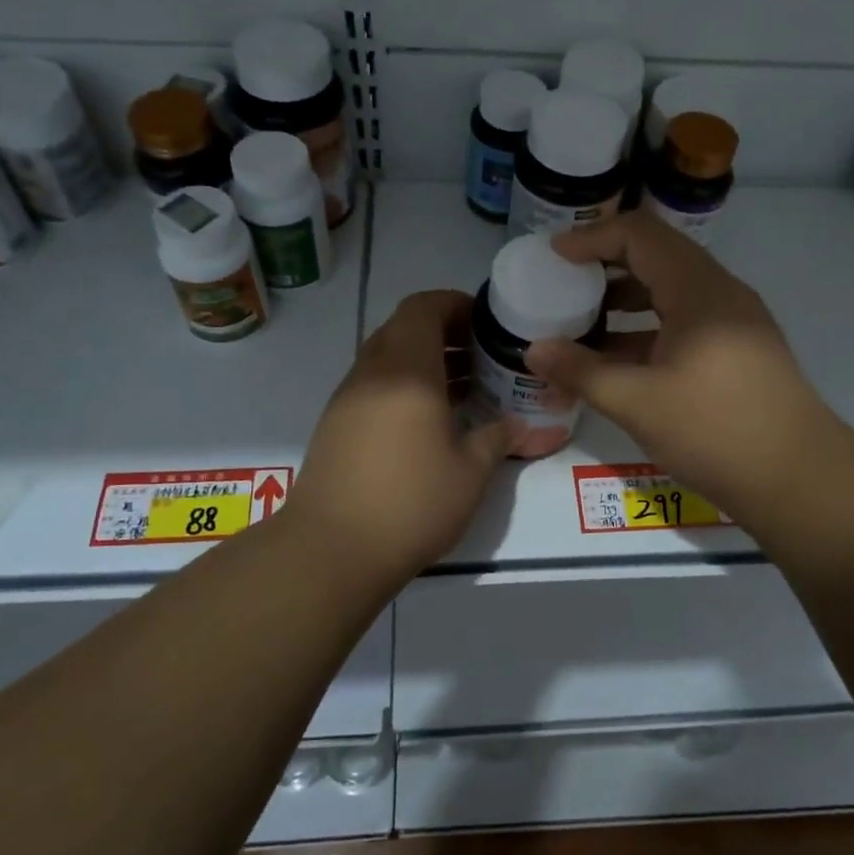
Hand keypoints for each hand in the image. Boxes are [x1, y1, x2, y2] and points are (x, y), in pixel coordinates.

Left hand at [287, 290, 511, 585]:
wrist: (331, 550)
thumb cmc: (410, 503)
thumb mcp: (470, 472)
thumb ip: (498, 438)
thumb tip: (522, 425)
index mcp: (406, 370)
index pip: (423, 307)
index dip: (455, 304)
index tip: (486, 322)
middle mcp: (372, 373)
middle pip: (404, 328)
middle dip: (444, 333)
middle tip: (481, 356)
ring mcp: (347, 398)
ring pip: (386, 357)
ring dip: (423, 361)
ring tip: (463, 389)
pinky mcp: (335, 424)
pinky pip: (373, 385)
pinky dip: (403, 386)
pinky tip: (428, 422)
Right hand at [525, 212, 842, 521]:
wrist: (800, 481)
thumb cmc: (717, 431)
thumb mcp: (639, 402)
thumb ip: (582, 371)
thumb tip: (533, 350)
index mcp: (699, 291)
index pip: (640, 235)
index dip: (592, 238)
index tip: (553, 257)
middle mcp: (720, 294)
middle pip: (655, 258)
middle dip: (604, 267)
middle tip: (562, 286)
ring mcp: (734, 322)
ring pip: (669, 293)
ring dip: (624, 302)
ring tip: (580, 325)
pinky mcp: (738, 351)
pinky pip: (683, 323)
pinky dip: (646, 330)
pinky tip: (616, 362)